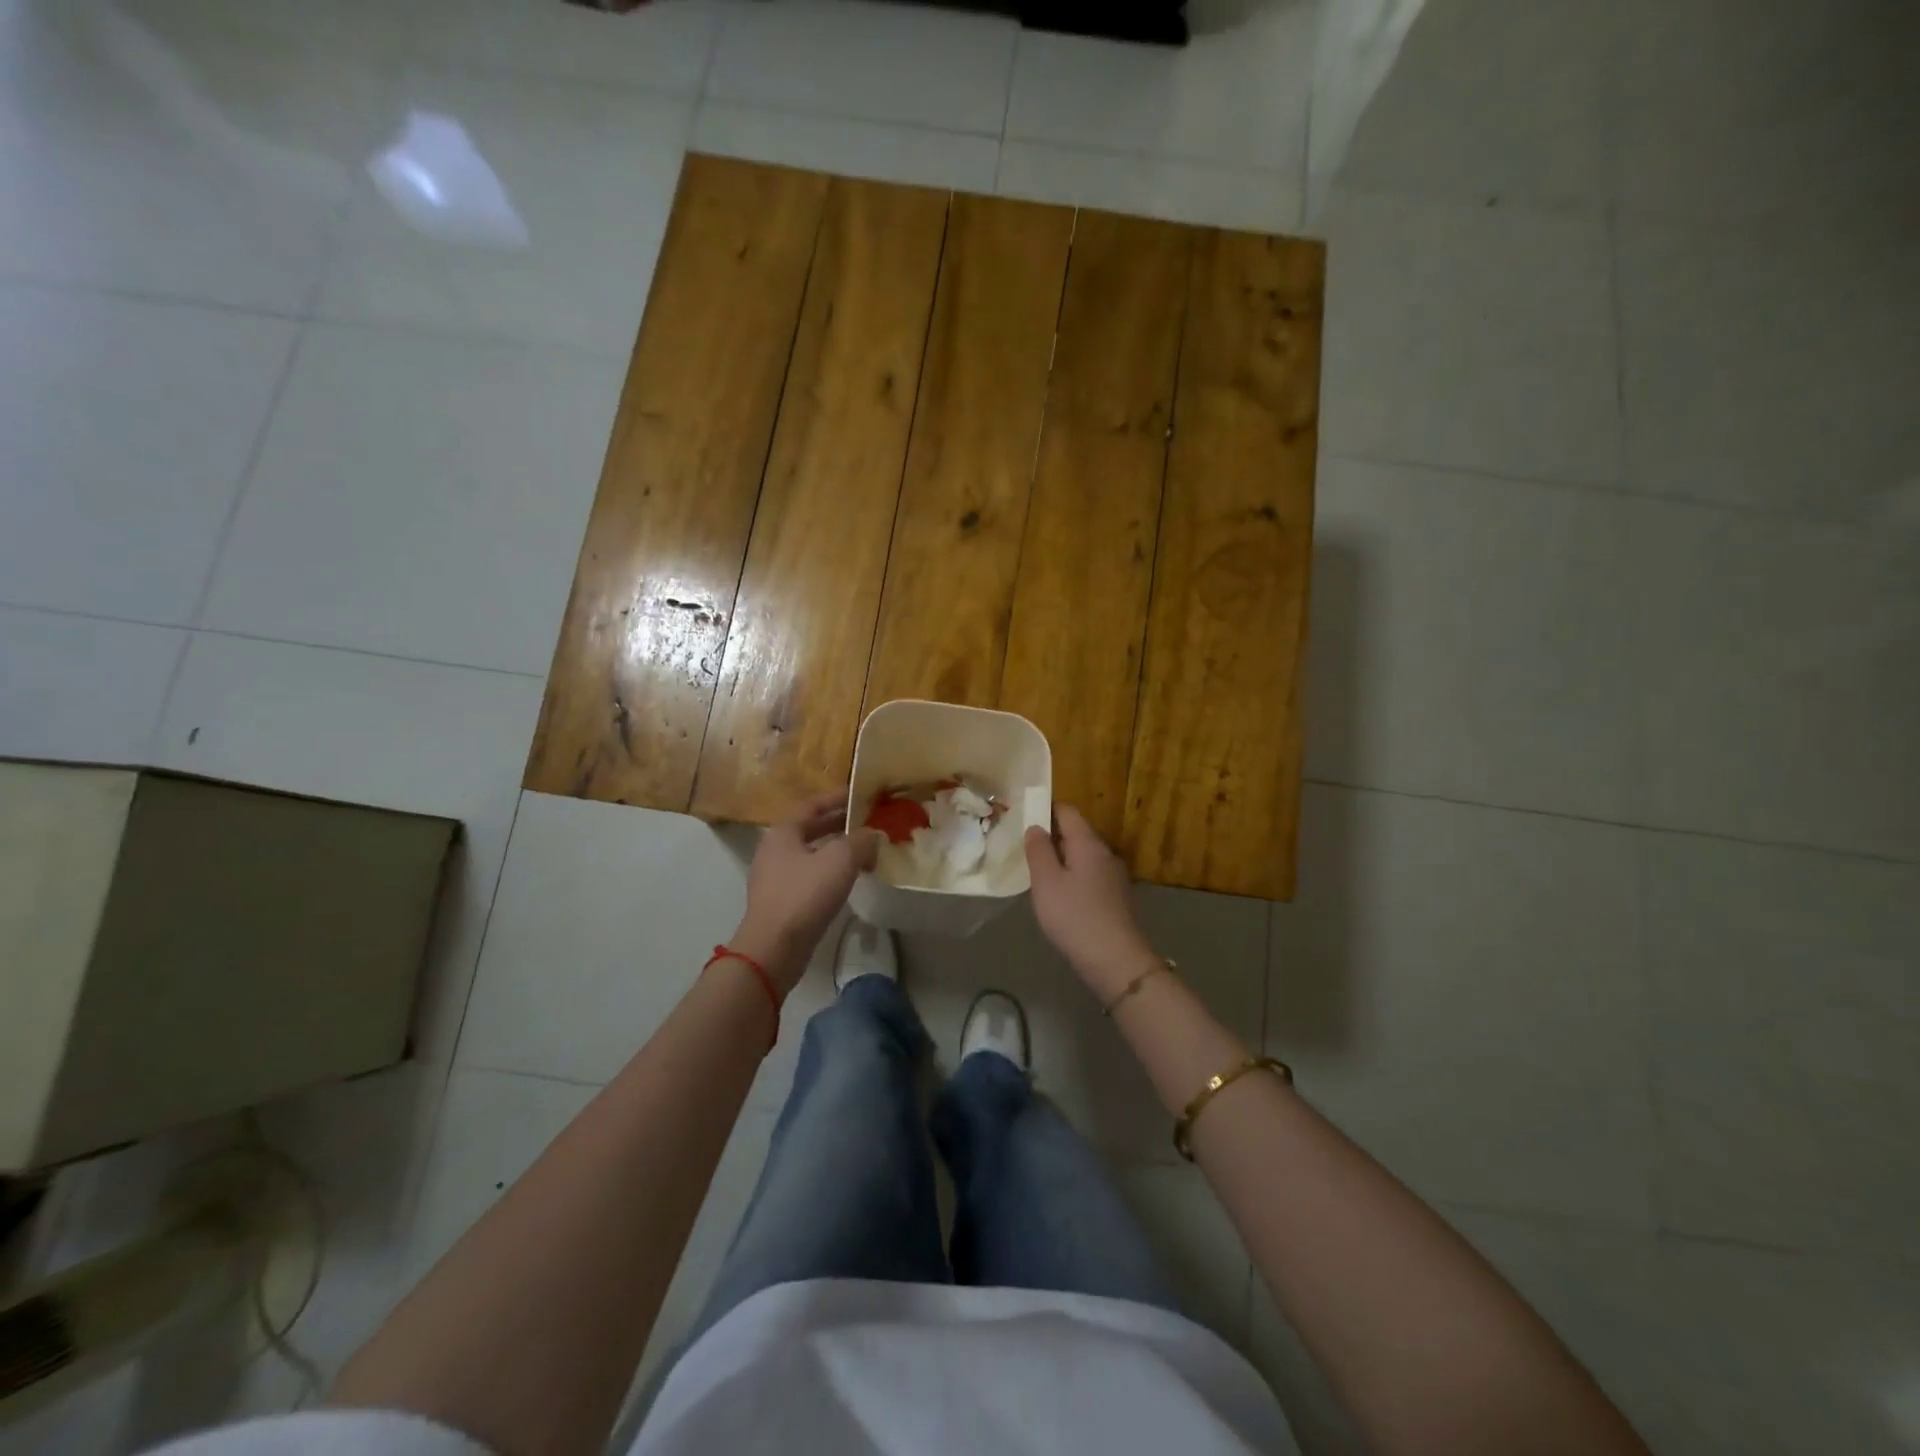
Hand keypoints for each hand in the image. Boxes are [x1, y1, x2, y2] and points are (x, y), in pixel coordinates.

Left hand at [729, 793, 880, 993]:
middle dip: (838, 824)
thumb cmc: (805, 894)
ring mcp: (775, 878)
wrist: (774, 947)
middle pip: (810, 829)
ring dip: (836, 850)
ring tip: (863, 850)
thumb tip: (873, 835)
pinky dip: (829, 871)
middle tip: (866, 821)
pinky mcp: (781, 902)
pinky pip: (809, 877)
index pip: (813, 805)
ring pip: (811, 854)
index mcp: (783, 832)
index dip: (837, 798)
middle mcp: (774, 850)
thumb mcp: (840, 860)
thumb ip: (860, 841)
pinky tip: (848, 879)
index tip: (859, 794)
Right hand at [1024, 806, 1158, 998]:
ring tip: (1039, 874)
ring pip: (1083, 856)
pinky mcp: (1117, 897)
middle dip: (1052, 836)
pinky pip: (1090, 875)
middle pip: (1077, 832)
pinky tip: (1061, 896)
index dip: (1045, 809)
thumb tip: (1036, 827)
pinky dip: (1074, 877)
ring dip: (1062, 859)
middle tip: (1025, 849)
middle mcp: (1105, 853)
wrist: (1116, 960)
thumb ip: (1038, 851)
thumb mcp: (1046, 882)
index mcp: (1088, 843)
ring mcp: (1114, 876)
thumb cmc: (1075, 916)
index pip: (1067, 811)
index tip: (1023, 818)